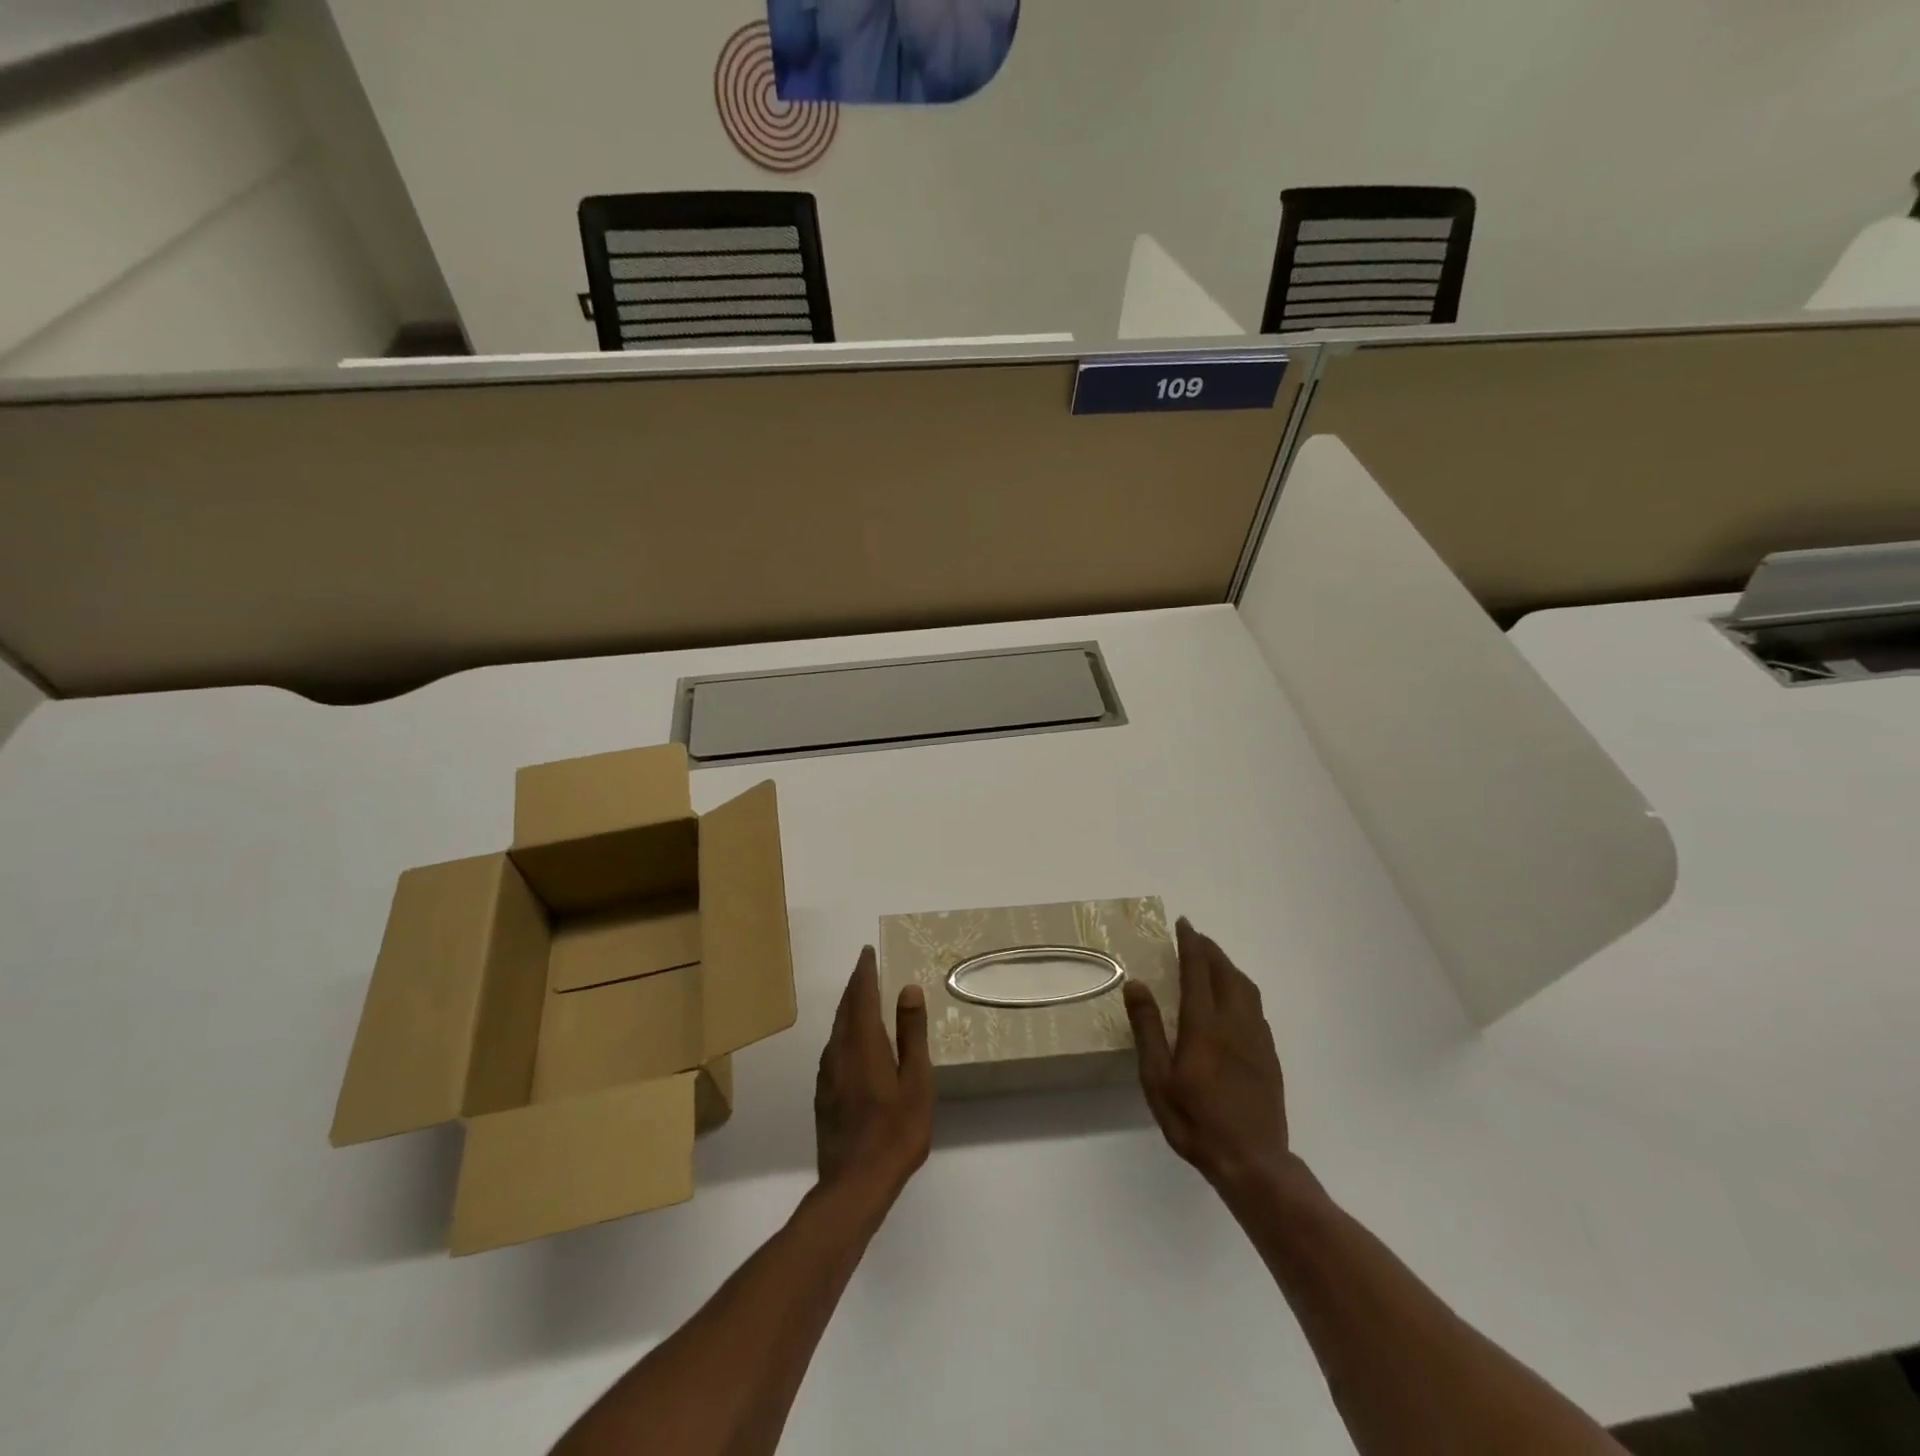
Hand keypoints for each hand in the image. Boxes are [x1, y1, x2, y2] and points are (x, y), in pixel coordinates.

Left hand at [814, 947, 933, 1200]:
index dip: (864, 972)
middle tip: (866, 969)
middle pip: (845, 1009)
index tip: (867, 952)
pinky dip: (845, 1032)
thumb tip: (907, 988)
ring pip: (837, 1029)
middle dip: (855, 986)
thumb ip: (911, 1033)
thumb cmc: (895, 1131)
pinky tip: (855, 1044)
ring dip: (849, 1009)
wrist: (854, 1185)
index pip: (860, 995)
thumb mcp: (916, 1080)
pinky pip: (834, 1048)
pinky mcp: (824, 1095)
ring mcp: (827, 1075)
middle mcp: (838, 1051)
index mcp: (862, 1043)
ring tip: (863, 1000)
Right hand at [1124, 919, 1290, 1196]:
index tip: (1183, 923)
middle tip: (1195, 937)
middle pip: (1226, 972)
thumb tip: (1137, 984)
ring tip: (1213, 962)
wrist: (1253, 1161)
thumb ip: (1148, 1029)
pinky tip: (1233, 1001)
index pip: (1198, 971)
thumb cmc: (1196, 1121)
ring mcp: (1257, 1038)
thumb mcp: (1157, 1079)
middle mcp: (1234, 1023)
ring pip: (1246, 987)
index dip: (1191, 944)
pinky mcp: (1269, 1055)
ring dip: (1228, 966)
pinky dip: (1241, 989)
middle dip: (1210, 950)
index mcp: (1204, 1025)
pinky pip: (1256, 1007)